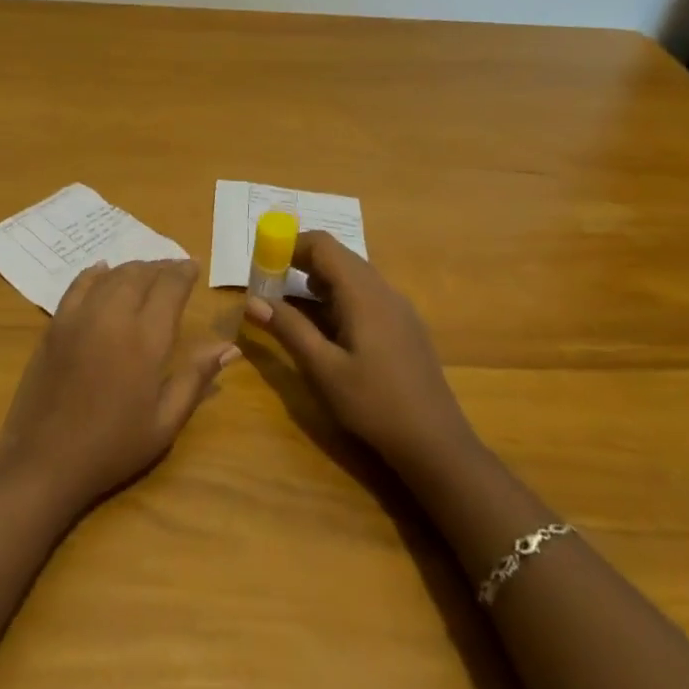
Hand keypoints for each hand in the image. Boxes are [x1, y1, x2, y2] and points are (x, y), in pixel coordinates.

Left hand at [0, 259, 237, 512]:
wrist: (44, 459)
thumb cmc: (112, 447)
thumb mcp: (164, 422)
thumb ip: (196, 378)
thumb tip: (230, 347)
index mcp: (146, 340)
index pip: (169, 288)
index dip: (183, 272)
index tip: (194, 266)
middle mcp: (113, 317)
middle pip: (140, 275)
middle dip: (160, 267)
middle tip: (173, 269)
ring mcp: (79, 317)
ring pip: (111, 276)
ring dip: (132, 268)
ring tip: (145, 272)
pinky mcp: (55, 324)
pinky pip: (78, 285)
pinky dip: (95, 273)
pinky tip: (102, 271)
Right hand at [245, 232, 470, 469]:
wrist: (436, 444)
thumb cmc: (374, 404)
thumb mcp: (323, 369)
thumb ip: (289, 329)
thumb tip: (252, 301)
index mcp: (363, 294)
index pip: (323, 245)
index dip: (289, 244)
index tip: (262, 263)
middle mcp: (383, 291)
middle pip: (338, 257)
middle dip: (300, 263)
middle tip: (269, 284)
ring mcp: (398, 308)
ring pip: (352, 276)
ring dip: (318, 282)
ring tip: (289, 306)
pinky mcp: (403, 327)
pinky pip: (365, 296)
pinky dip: (337, 298)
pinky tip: (325, 329)